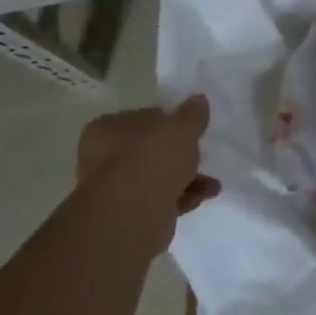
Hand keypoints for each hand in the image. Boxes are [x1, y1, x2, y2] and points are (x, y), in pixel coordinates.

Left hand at [76, 96, 220, 245]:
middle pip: (149, 150)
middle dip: (180, 155)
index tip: (191, 130)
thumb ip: (192, 113)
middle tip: (201, 156)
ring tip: (212, 183)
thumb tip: (198, 100)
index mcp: (107, 128)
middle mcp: (103, 157)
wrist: (133, 213)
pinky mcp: (128, 215)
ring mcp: (114, 188)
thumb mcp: (182, 127)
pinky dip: (182, 196)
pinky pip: (160, 199)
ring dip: (186, 178)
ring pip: (156, 177)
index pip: (142, 118)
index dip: (169, 122)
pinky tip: (204, 196)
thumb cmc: (152, 158)